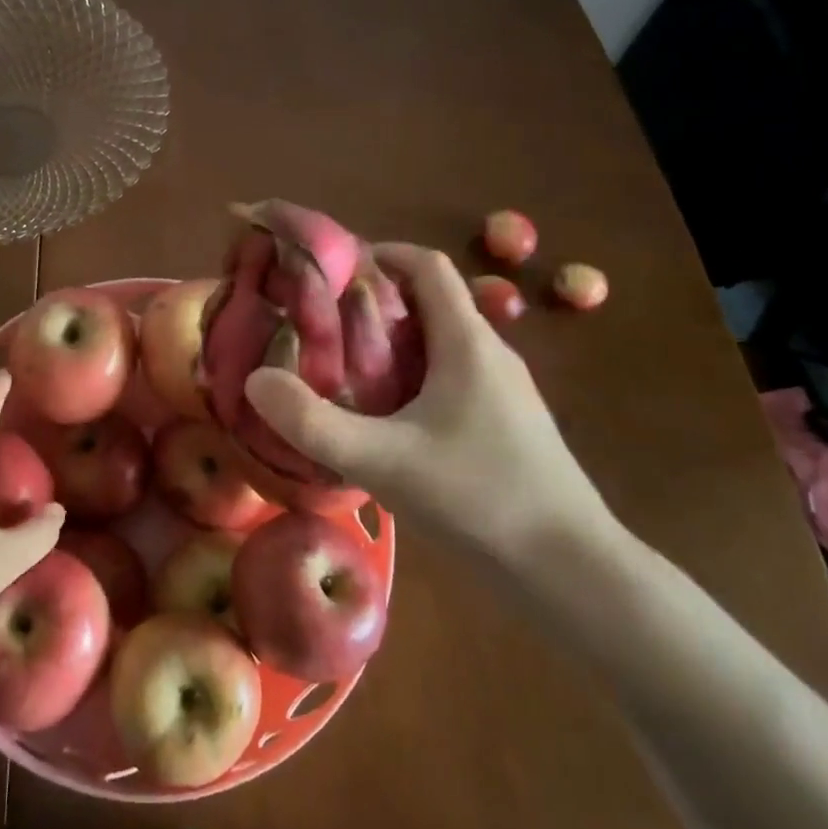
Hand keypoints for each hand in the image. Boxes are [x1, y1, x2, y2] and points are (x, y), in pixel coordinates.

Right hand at [243, 244, 618, 571]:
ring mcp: (502, 391)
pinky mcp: (504, 424)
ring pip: (439, 342)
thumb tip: (254, 379)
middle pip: (429, 301)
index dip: (380, 253)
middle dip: (373, 301)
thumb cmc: (479, 499)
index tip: (331, 270)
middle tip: (320, 322)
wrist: (572, 575)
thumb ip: (312, 422)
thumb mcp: (382, 461)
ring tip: (341, 365)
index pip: (427, 265)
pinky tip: (383, 417)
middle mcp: (489, 353)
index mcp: (467, 342)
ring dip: (391, 341)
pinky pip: (450, 377)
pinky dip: (411, 375)